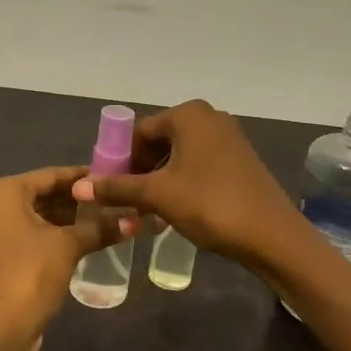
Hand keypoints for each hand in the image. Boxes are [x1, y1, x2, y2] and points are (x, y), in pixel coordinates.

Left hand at [0, 166, 119, 350]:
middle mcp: (0, 206)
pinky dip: (65, 237)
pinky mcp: (10, 257)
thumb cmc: (28, 275)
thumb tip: (135, 219)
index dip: (85, 177)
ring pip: (47, 217)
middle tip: (121, 199)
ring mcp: (2, 233)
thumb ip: (99, 227)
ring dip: (77, 221)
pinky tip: (95, 240)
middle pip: (49, 195)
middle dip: (83, 201)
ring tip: (116, 218)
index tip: (116, 176)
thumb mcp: (67, 246)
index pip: (53, 175)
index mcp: (6, 192)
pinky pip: (42, 237)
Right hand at [70, 100, 301, 267]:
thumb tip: (78, 188)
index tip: (110, 188)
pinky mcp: (240, 159)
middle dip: (140, 171)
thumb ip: (117, 188)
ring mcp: (229, 137)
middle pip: (160, 142)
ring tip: (148, 212)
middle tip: (128, 202)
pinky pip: (199, 164)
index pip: (139, 132)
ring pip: (179, 155)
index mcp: (188, 114)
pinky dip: (182, 182)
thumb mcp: (158, 195)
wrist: (272, 235)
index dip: (120, 160)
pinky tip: (175, 211)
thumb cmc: (210, 204)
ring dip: (160, 180)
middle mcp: (209, 117)